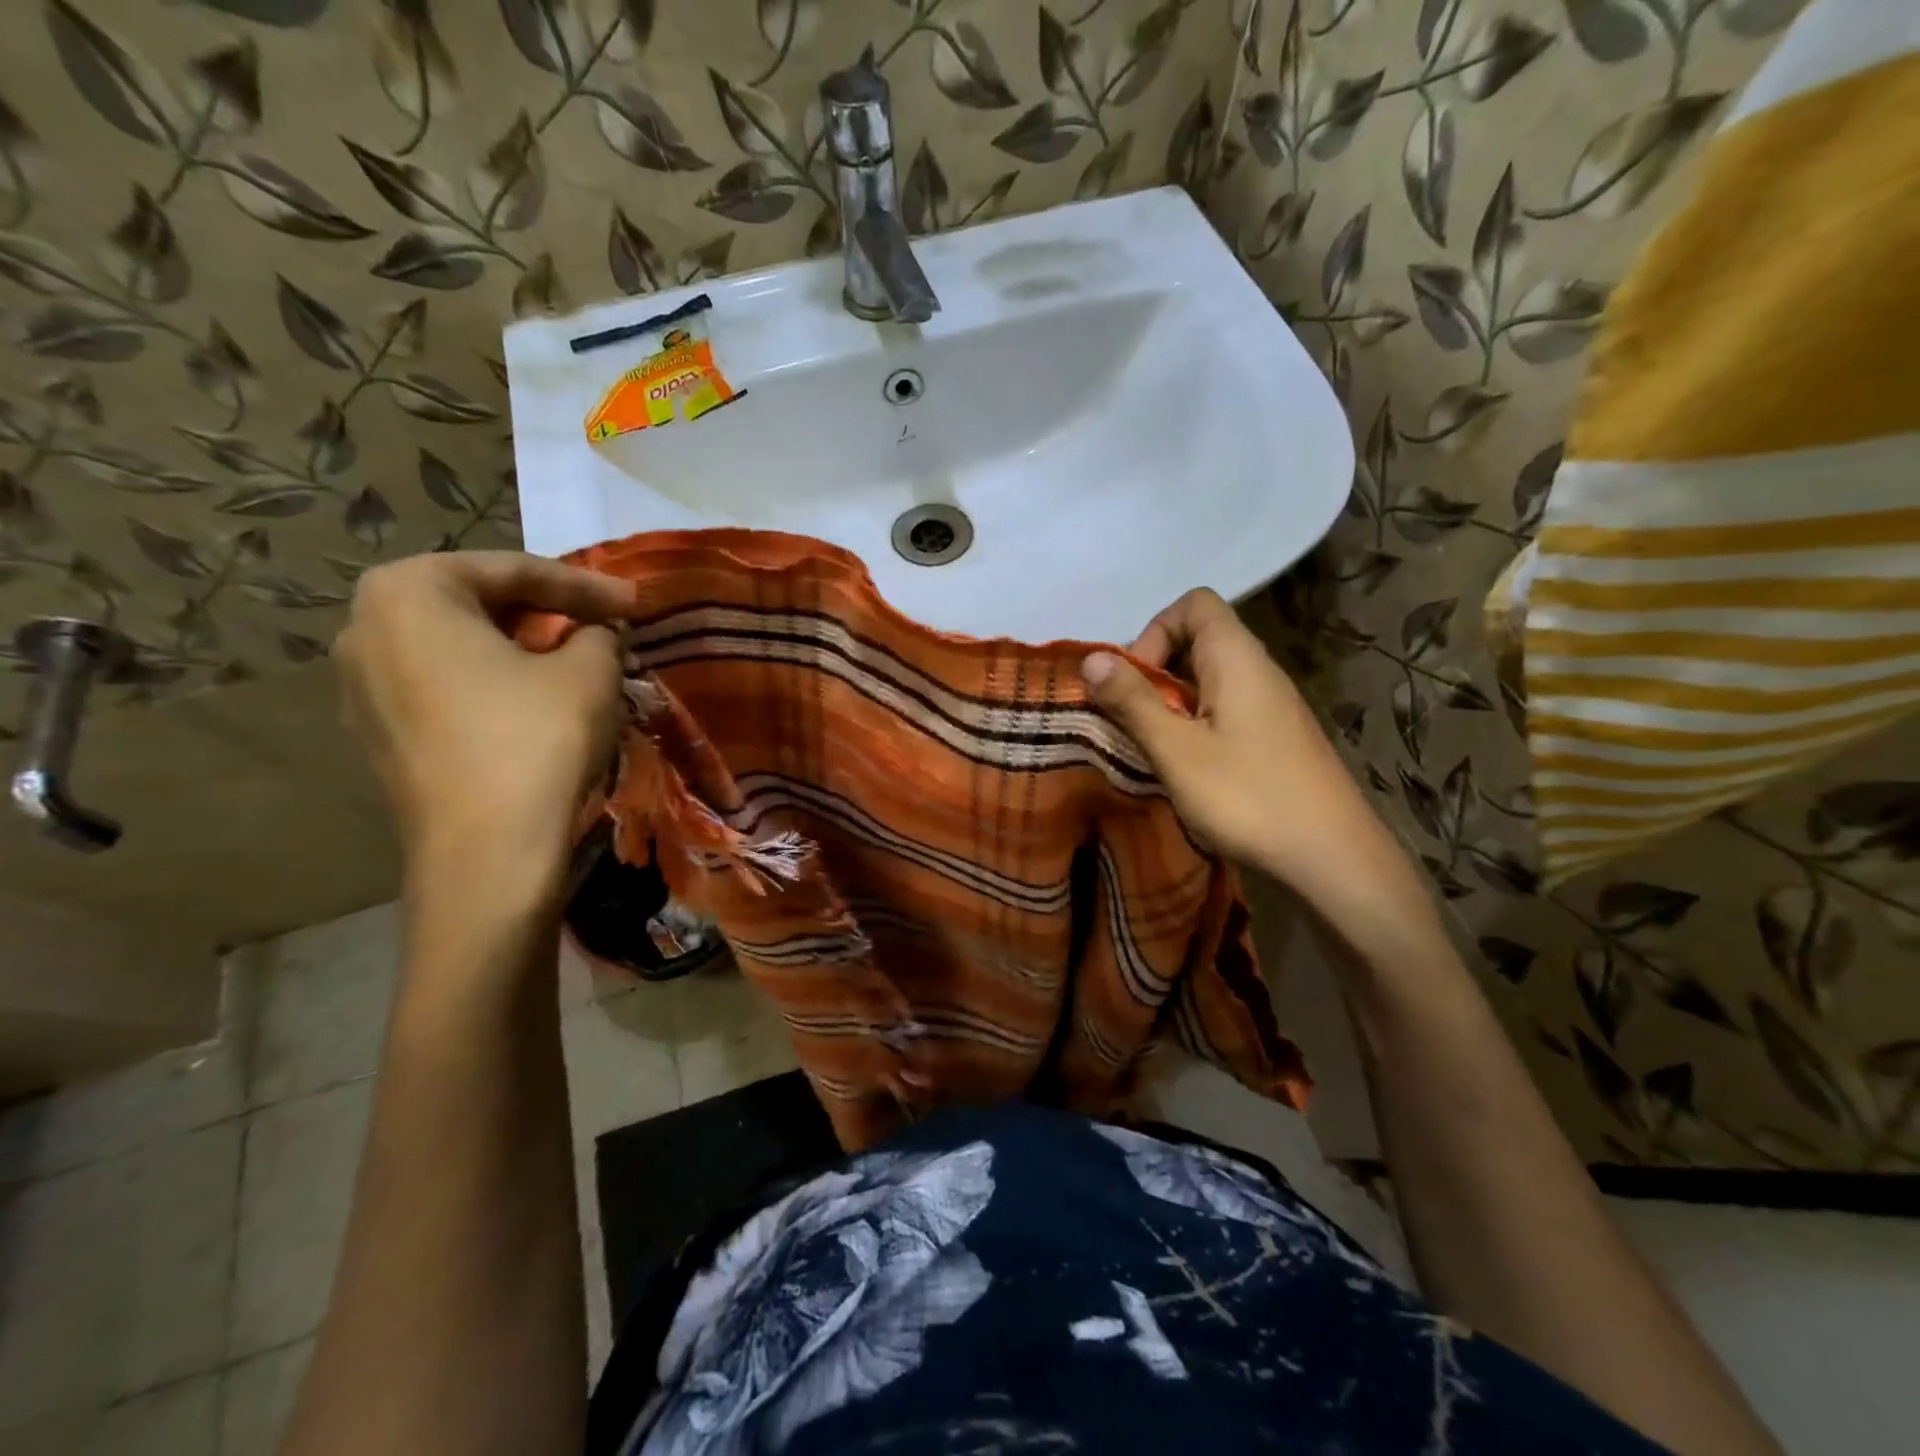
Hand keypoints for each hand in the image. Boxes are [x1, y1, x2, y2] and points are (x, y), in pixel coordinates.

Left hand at [334, 552, 635, 906]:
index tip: (636, 602)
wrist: (487, 854)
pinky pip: (445, 688)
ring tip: (575, 662)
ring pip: (459, 648)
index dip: (587, 584)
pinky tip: (536, 704)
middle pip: (478, 603)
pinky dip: (494, 685)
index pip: (514, 570)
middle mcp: (365, 628)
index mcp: (408, 592)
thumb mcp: (590, 671)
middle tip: (604, 626)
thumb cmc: (536, 741)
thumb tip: (595, 633)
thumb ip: (598, 631)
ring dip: (522, 649)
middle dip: (548, 612)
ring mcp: (361, 688)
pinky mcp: (379, 736)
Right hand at [1082, 589, 1428, 928]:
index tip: (1135, 681)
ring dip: (1172, 701)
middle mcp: (1258, 669)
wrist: (1333, 857)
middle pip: (1199, 638)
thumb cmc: (1248, 797)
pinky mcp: (1275, 735)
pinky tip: (1187, 765)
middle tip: (1134, 717)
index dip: (1155, 631)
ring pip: (1209, 677)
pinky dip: (1195, 722)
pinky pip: (1224, 706)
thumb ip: (1133, 701)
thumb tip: (1091, 658)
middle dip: (1155, 670)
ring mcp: (1271, 704)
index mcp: (1237, 658)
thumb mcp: (1177, 751)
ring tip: (1154, 744)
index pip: (1194, 604)